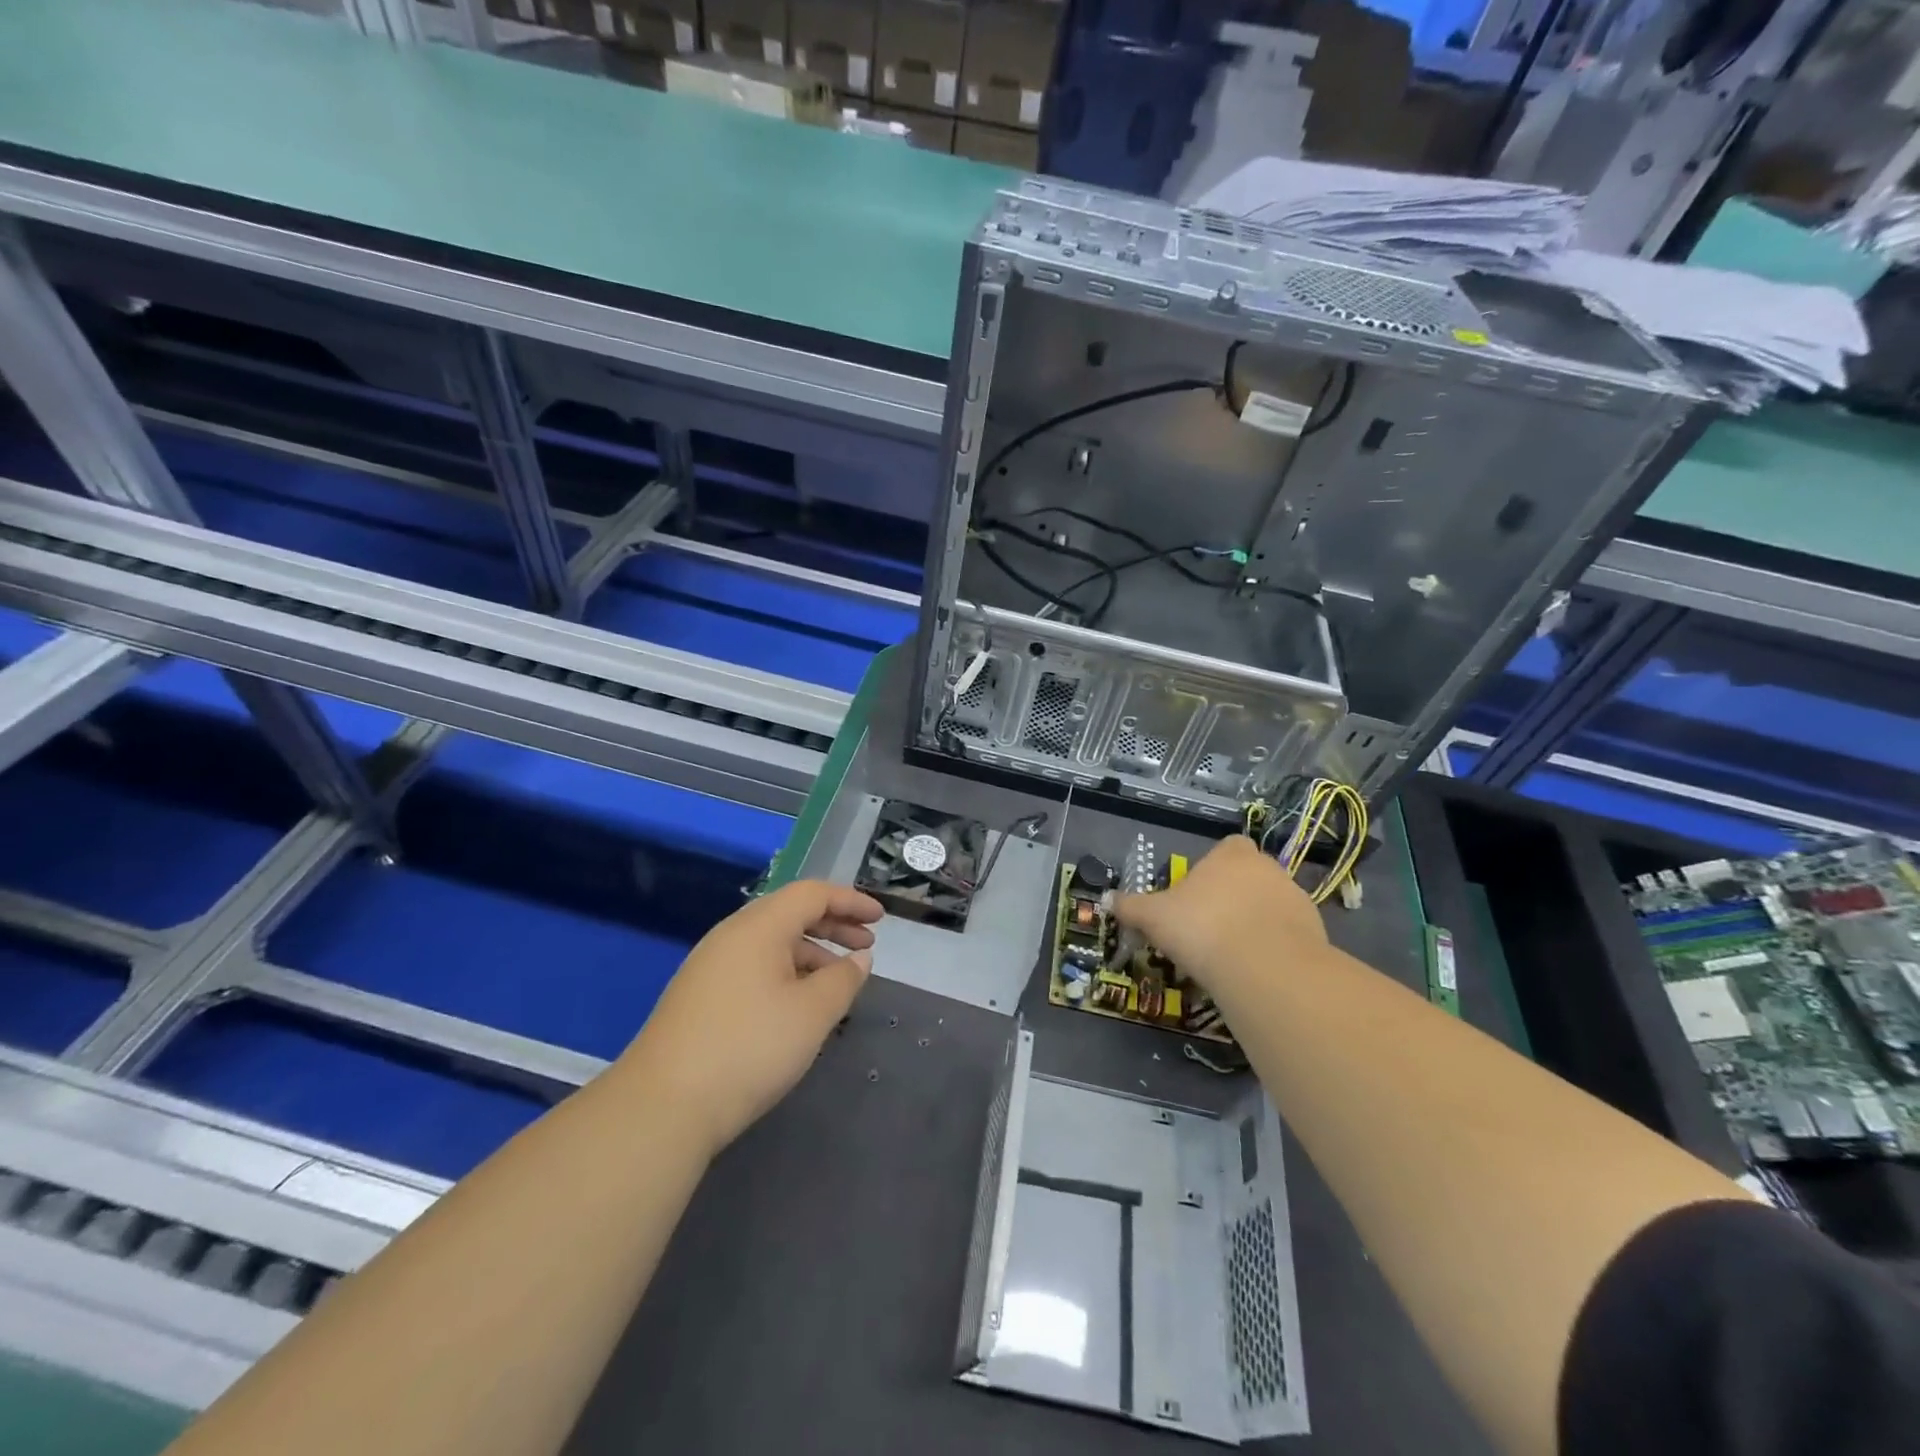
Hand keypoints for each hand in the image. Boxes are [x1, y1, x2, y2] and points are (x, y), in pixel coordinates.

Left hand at [619, 880, 882, 1155]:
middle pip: (790, 914)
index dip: (850, 901)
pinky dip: (786, 971)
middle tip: (867, 945)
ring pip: (771, 943)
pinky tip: (798, 1004)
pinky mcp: (699, 995)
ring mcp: (710, 965)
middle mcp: (731, 935)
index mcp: (759, 927)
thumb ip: (843, 979)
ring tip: (838, 981)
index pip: (812, 894)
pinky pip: (753, 966)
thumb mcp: (812, 1013)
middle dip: (833, 925)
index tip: (880, 918)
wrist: (662, 1106)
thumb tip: (859, 957)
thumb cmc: (750, 1048)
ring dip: (810, 952)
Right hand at [1112, 835, 1325, 1000]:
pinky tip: (1255, 969)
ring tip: (1232, 954)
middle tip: (1209, 927)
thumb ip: (1131, 907)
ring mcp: (1297, 899)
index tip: (1196, 896)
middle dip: (1233, 896)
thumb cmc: (1202, 927)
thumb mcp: (1154, 917)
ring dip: (1255, 922)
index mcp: (1231, 855)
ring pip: (1271, 905)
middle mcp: (1268, 868)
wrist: (1264, 968)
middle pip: (1249, 876)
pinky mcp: (1316, 932)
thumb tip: (1107, 900)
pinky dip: (1274, 947)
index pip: (1227, 848)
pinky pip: (1289, 934)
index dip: (1213, 868)